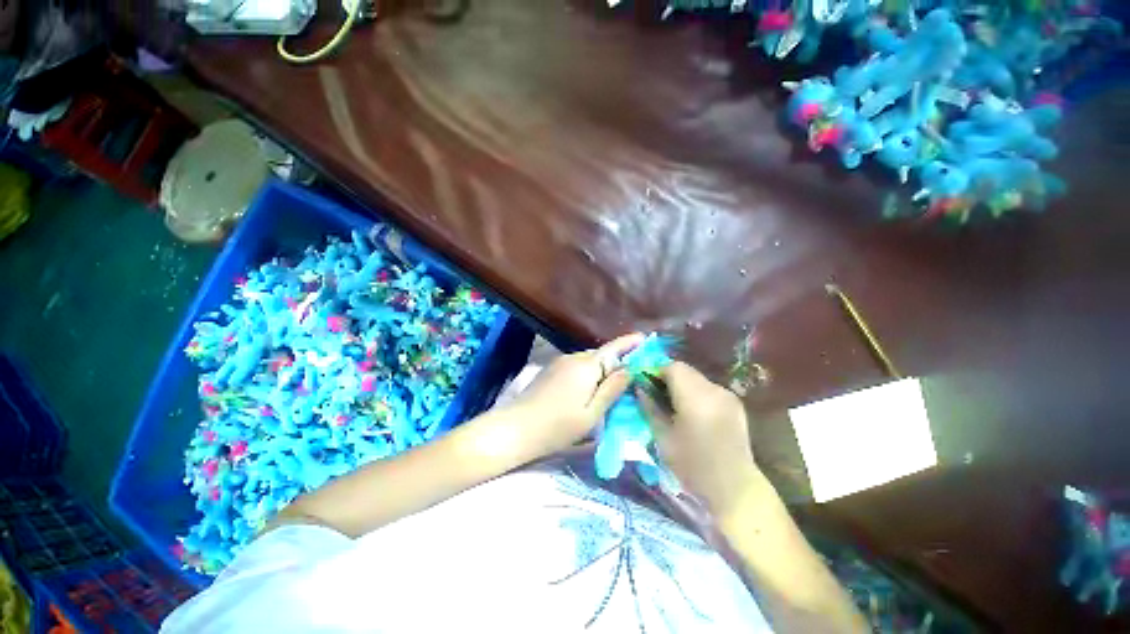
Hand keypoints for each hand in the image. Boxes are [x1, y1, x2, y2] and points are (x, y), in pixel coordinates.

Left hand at [508, 333, 645, 457]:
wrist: (516, 428)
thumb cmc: (558, 426)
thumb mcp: (592, 413)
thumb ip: (612, 389)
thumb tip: (629, 369)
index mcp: (586, 366)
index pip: (613, 349)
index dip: (629, 343)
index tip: (644, 337)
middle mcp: (573, 358)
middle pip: (601, 355)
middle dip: (617, 360)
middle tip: (633, 372)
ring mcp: (560, 362)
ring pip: (588, 360)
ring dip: (602, 368)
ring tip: (613, 383)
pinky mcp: (551, 369)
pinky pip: (577, 365)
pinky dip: (588, 372)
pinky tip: (589, 387)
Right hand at [641, 362, 760, 516]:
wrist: (735, 489)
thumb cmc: (693, 467)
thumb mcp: (663, 438)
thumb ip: (650, 407)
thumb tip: (639, 387)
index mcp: (696, 398)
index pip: (672, 367)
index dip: (656, 372)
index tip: (647, 386)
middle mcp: (714, 390)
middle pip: (685, 370)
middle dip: (668, 378)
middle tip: (657, 397)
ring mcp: (727, 395)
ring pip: (696, 377)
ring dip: (681, 385)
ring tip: (674, 406)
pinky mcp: (734, 403)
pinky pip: (708, 388)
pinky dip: (695, 392)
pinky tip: (693, 412)